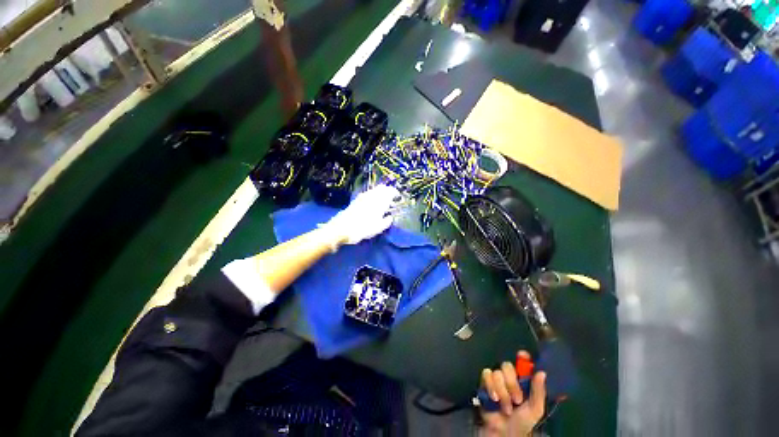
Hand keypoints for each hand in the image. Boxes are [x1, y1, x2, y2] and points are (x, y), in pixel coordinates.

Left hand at [321, 184, 401, 247]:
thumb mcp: (378, 228)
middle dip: (388, 191)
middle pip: (382, 188)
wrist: (343, 228)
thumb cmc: (363, 228)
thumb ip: (387, 221)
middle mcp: (372, 197)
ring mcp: (363, 197)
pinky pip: (368, 193)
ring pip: (374, 190)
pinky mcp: (357, 200)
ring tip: (383, 198)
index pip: (390, 192)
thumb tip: (390, 217)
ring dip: (380, 192)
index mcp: (380, 202)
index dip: (395, 193)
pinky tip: (372, 200)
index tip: (398, 197)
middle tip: (391, 197)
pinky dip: (373, 195)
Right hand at [480, 351, 546, 436]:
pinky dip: (490, 387)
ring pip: (496, 372)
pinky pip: (486, 375)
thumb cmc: (522, 421)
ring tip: (505, 406)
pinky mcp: (484, 381)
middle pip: (507, 366)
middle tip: (517, 400)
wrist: (504, 431)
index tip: (522, 356)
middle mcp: (509, 376)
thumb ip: (538, 391)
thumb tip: (542, 372)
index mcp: (523, 379)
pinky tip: (494, 398)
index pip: (522, 362)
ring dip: (502, 392)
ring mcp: (496, 378)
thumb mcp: (535, 409)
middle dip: (512, 384)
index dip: (522, 356)